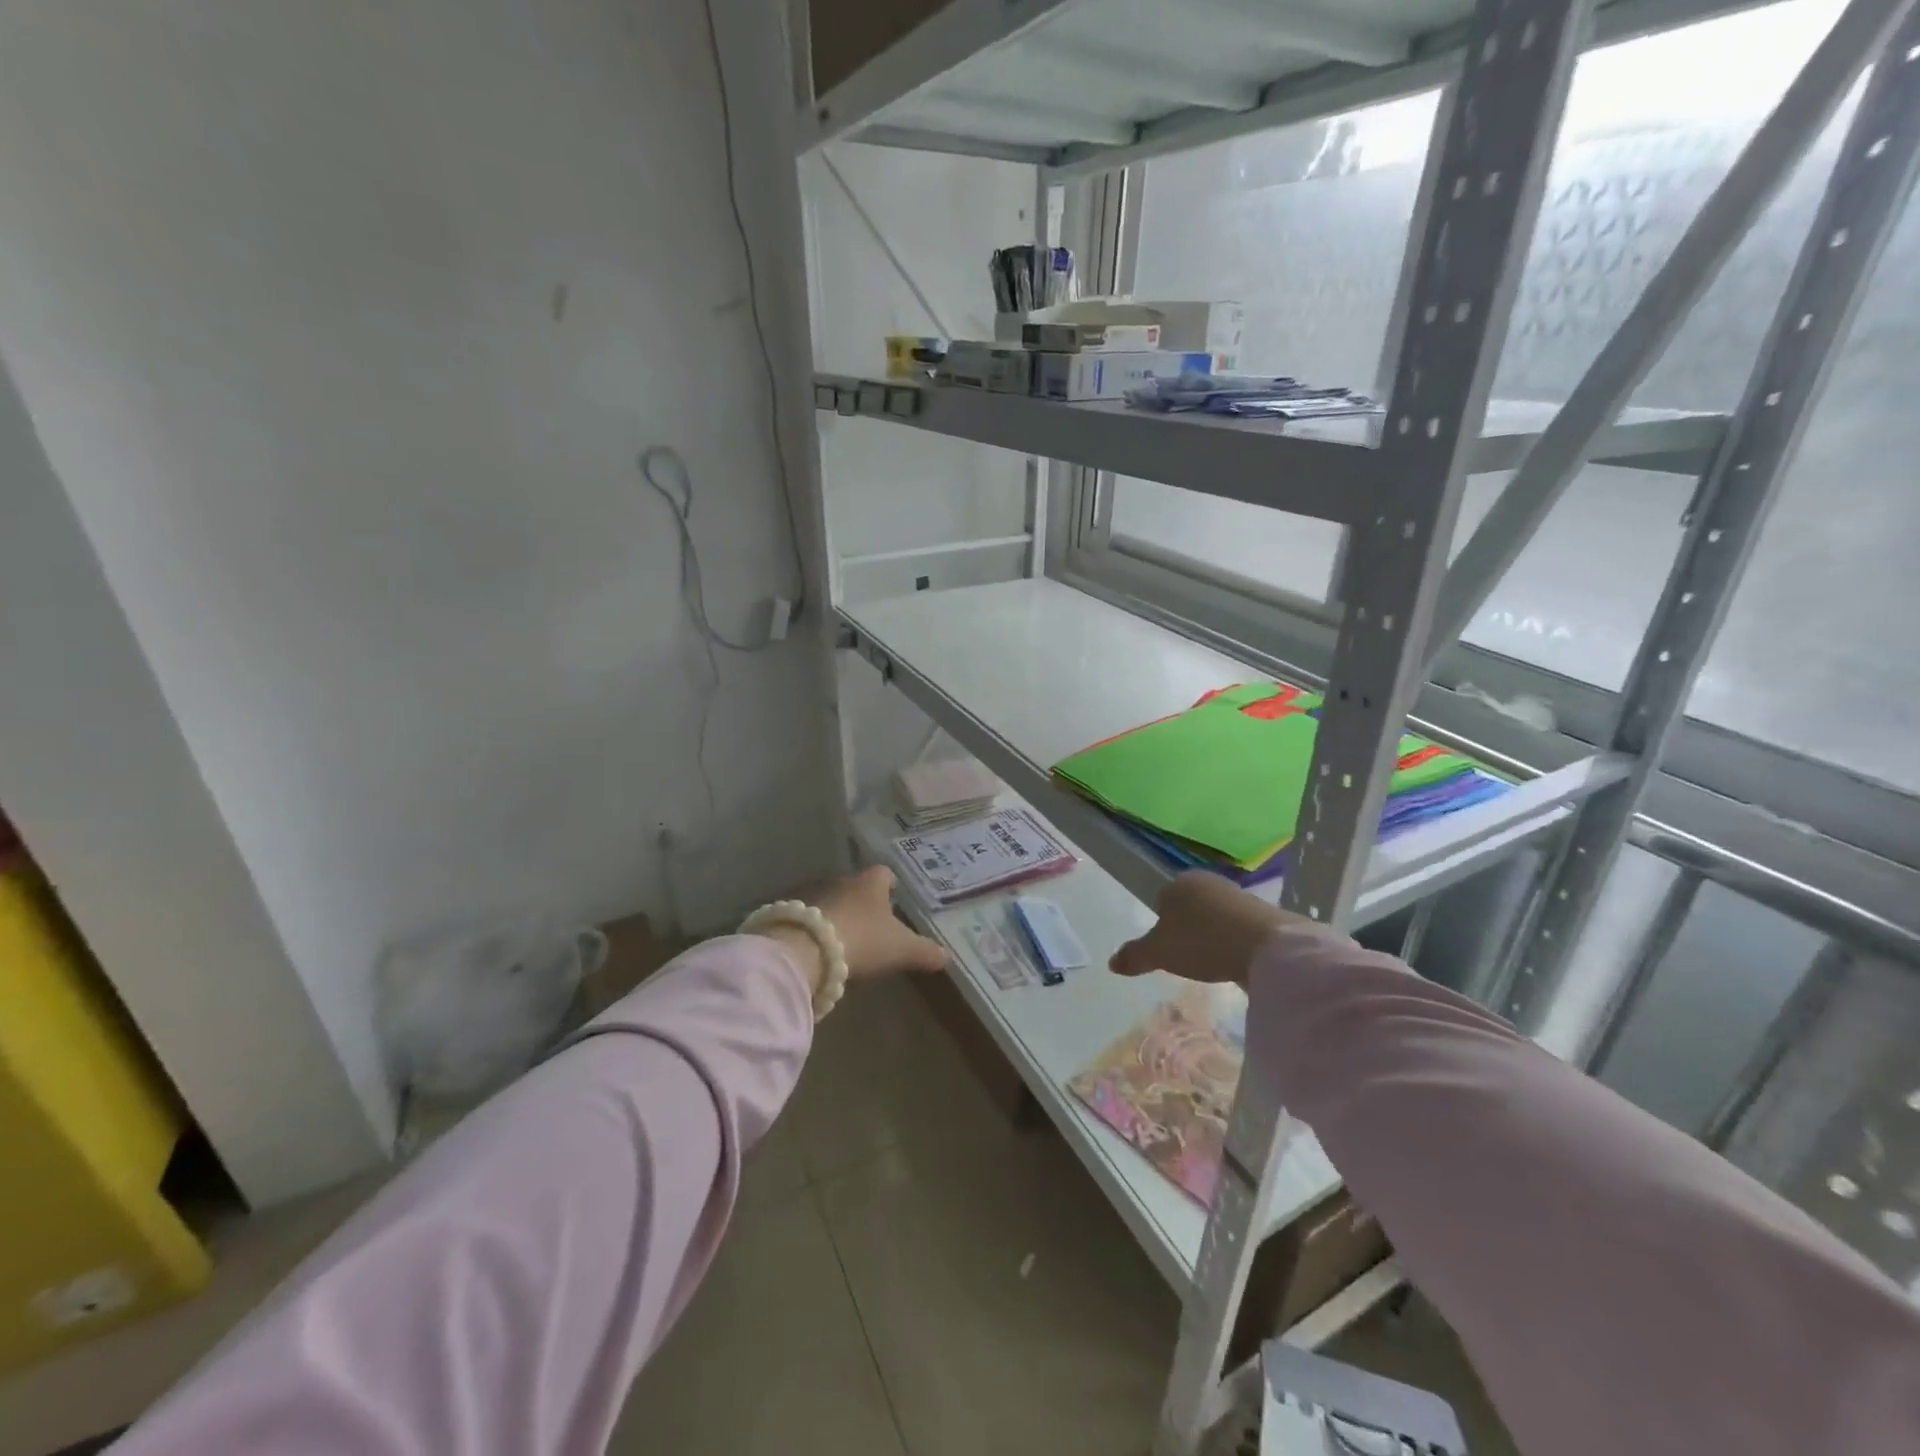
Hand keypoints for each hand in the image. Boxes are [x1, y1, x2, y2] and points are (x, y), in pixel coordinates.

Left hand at [812, 865, 947, 979]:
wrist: (806, 949)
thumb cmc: (863, 940)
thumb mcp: (901, 949)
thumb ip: (924, 951)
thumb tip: (945, 956)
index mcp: (870, 883)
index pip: (884, 874)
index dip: (890, 884)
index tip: (894, 896)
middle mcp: (842, 881)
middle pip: (856, 887)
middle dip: (864, 902)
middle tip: (873, 922)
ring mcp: (814, 895)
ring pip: (833, 901)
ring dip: (839, 914)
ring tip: (848, 937)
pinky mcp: (791, 914)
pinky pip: (810, 918)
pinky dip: (818, 929)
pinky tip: (821, 948)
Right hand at [1109, 871, 1334, 985]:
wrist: (1266, 946)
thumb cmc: (1202, 942)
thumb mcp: (1159, 953)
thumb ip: (1134, 956)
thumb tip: (1111, 963)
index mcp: (1179, 882)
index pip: (1162, 900)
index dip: (1162, 925)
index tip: (1167, 949)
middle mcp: (1208, 881)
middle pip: (1190, 907)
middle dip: (1188, 929)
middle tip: (1188, 958)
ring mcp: (1238, 894)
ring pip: (1215, 916)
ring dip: (1213, 936)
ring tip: (1213, 963)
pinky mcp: (1263, 913)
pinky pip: (1239, 927)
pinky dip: (1235, 942)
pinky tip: (1235, 961)